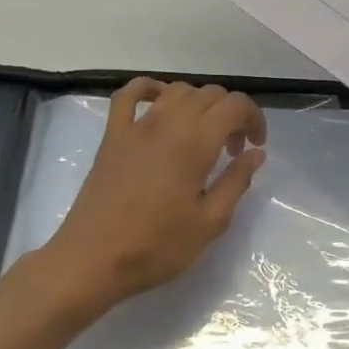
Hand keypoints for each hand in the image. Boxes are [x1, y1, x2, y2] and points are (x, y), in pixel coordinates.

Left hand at [38, 79, 267, 313]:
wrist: (93, 260)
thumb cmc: (157, 246)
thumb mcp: (210, 222)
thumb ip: (236, 181)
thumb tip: (255, 153)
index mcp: (196, 142)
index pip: (235, 105)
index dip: (254, 118)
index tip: (256, 146)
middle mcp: (168, 123)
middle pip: (209, 94)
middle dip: (231, 114)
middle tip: (233, 150)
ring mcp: (136, 126)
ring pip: (176, 91)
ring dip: (199, 104)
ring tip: (203, 136)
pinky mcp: (112, 136)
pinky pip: (129, 95)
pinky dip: (149, 89)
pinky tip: (160, 103)